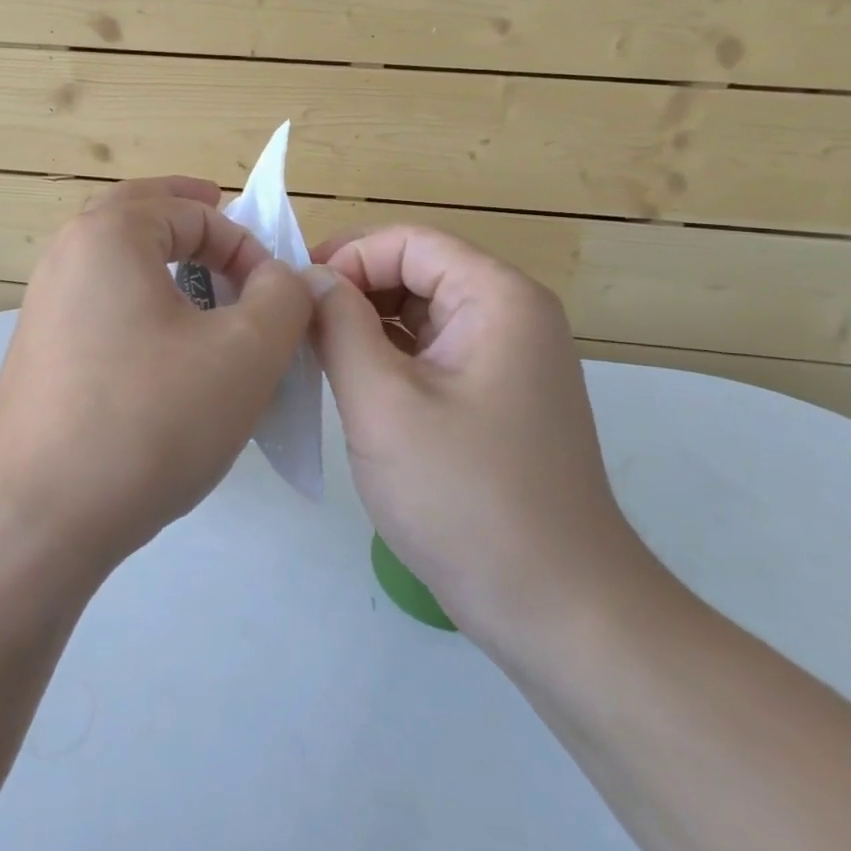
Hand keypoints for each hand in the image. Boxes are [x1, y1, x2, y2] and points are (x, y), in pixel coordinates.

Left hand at [0, 177, 313, 582]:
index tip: (274, 298)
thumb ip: (282, 297)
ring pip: (115, 259)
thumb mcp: (245, 354)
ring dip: (161, 258)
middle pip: (139, 214)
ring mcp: (43, 304)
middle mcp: (65, 255)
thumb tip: (281, 276)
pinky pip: (99, 302)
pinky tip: (163, 343)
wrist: (39, 518)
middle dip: (190, 217)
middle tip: (227, 227)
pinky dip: (137, 299)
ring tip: (202, 284)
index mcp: (108, 234)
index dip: (247, 247)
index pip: (194, 212)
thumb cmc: (150, 420)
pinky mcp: (39, 350)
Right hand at [307, 227, 661, 659]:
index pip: (408, 242)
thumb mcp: (383, 402)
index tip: (295, 298)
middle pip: (415, 271)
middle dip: (352, 291)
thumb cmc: (465, 497)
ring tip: (311, 355)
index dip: (346, 257)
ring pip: (418, 313)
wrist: (555, 608)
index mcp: (497, 298)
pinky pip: (429, 352)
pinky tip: (348, 384)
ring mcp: (505, 358)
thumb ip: (338, 325)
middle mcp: (510, 315)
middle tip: (295, 329)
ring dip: (363, 325)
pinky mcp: (492, 396)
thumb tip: (310, 278)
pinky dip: (385, 357)